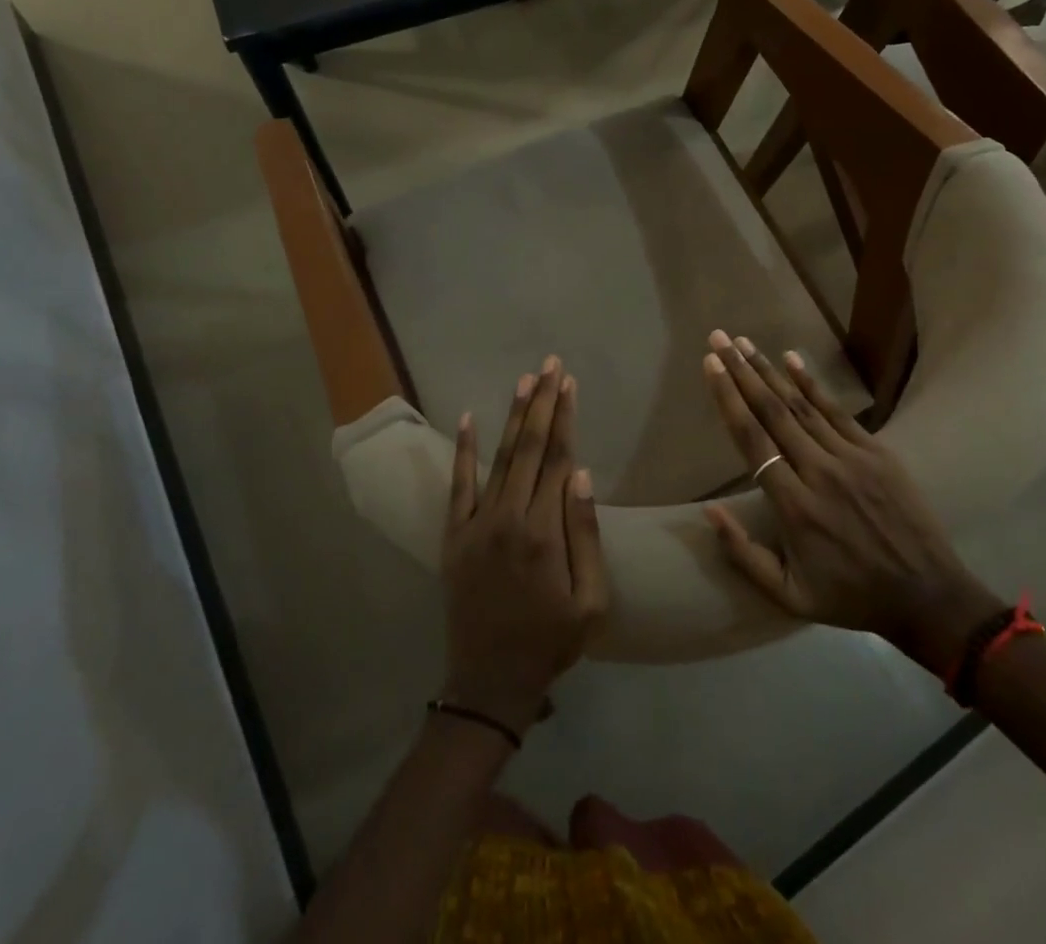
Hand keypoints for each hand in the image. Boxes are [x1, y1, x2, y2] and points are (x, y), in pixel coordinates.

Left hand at [441, 358, 608, 737]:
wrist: (488, 682)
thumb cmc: (550, 643)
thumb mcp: (591, 602)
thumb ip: (586, 535)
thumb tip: (582, 474)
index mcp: (544, 532)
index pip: (559, 458)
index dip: (565, 417)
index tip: (569, 383)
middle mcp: (508, 517)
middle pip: (529, 447)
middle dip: (542, 402)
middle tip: (550, 364)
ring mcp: (476, 523)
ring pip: (499, 457)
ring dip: (513, 416)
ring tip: (524, 380)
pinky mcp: (454, 534)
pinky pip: (458, 484)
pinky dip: (462, 450)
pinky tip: (466, 418)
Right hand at [700, 332, 1001, 676]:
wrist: (928, 596)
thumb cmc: (850, 596)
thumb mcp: (789, 596)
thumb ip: (744, 555)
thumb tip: (709, 510)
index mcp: (794, 507)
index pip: (752, 440)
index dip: (728, 399)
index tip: (710, 365)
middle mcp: (819, 472)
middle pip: (772, 412)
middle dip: (741, 371)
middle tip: (719, 338)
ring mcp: (851, 458)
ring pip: (801, 405)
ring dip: (769, 370)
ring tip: (744, 342)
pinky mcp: (877, 453)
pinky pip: (838, 411)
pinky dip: (812, 384)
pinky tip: (792, 358)